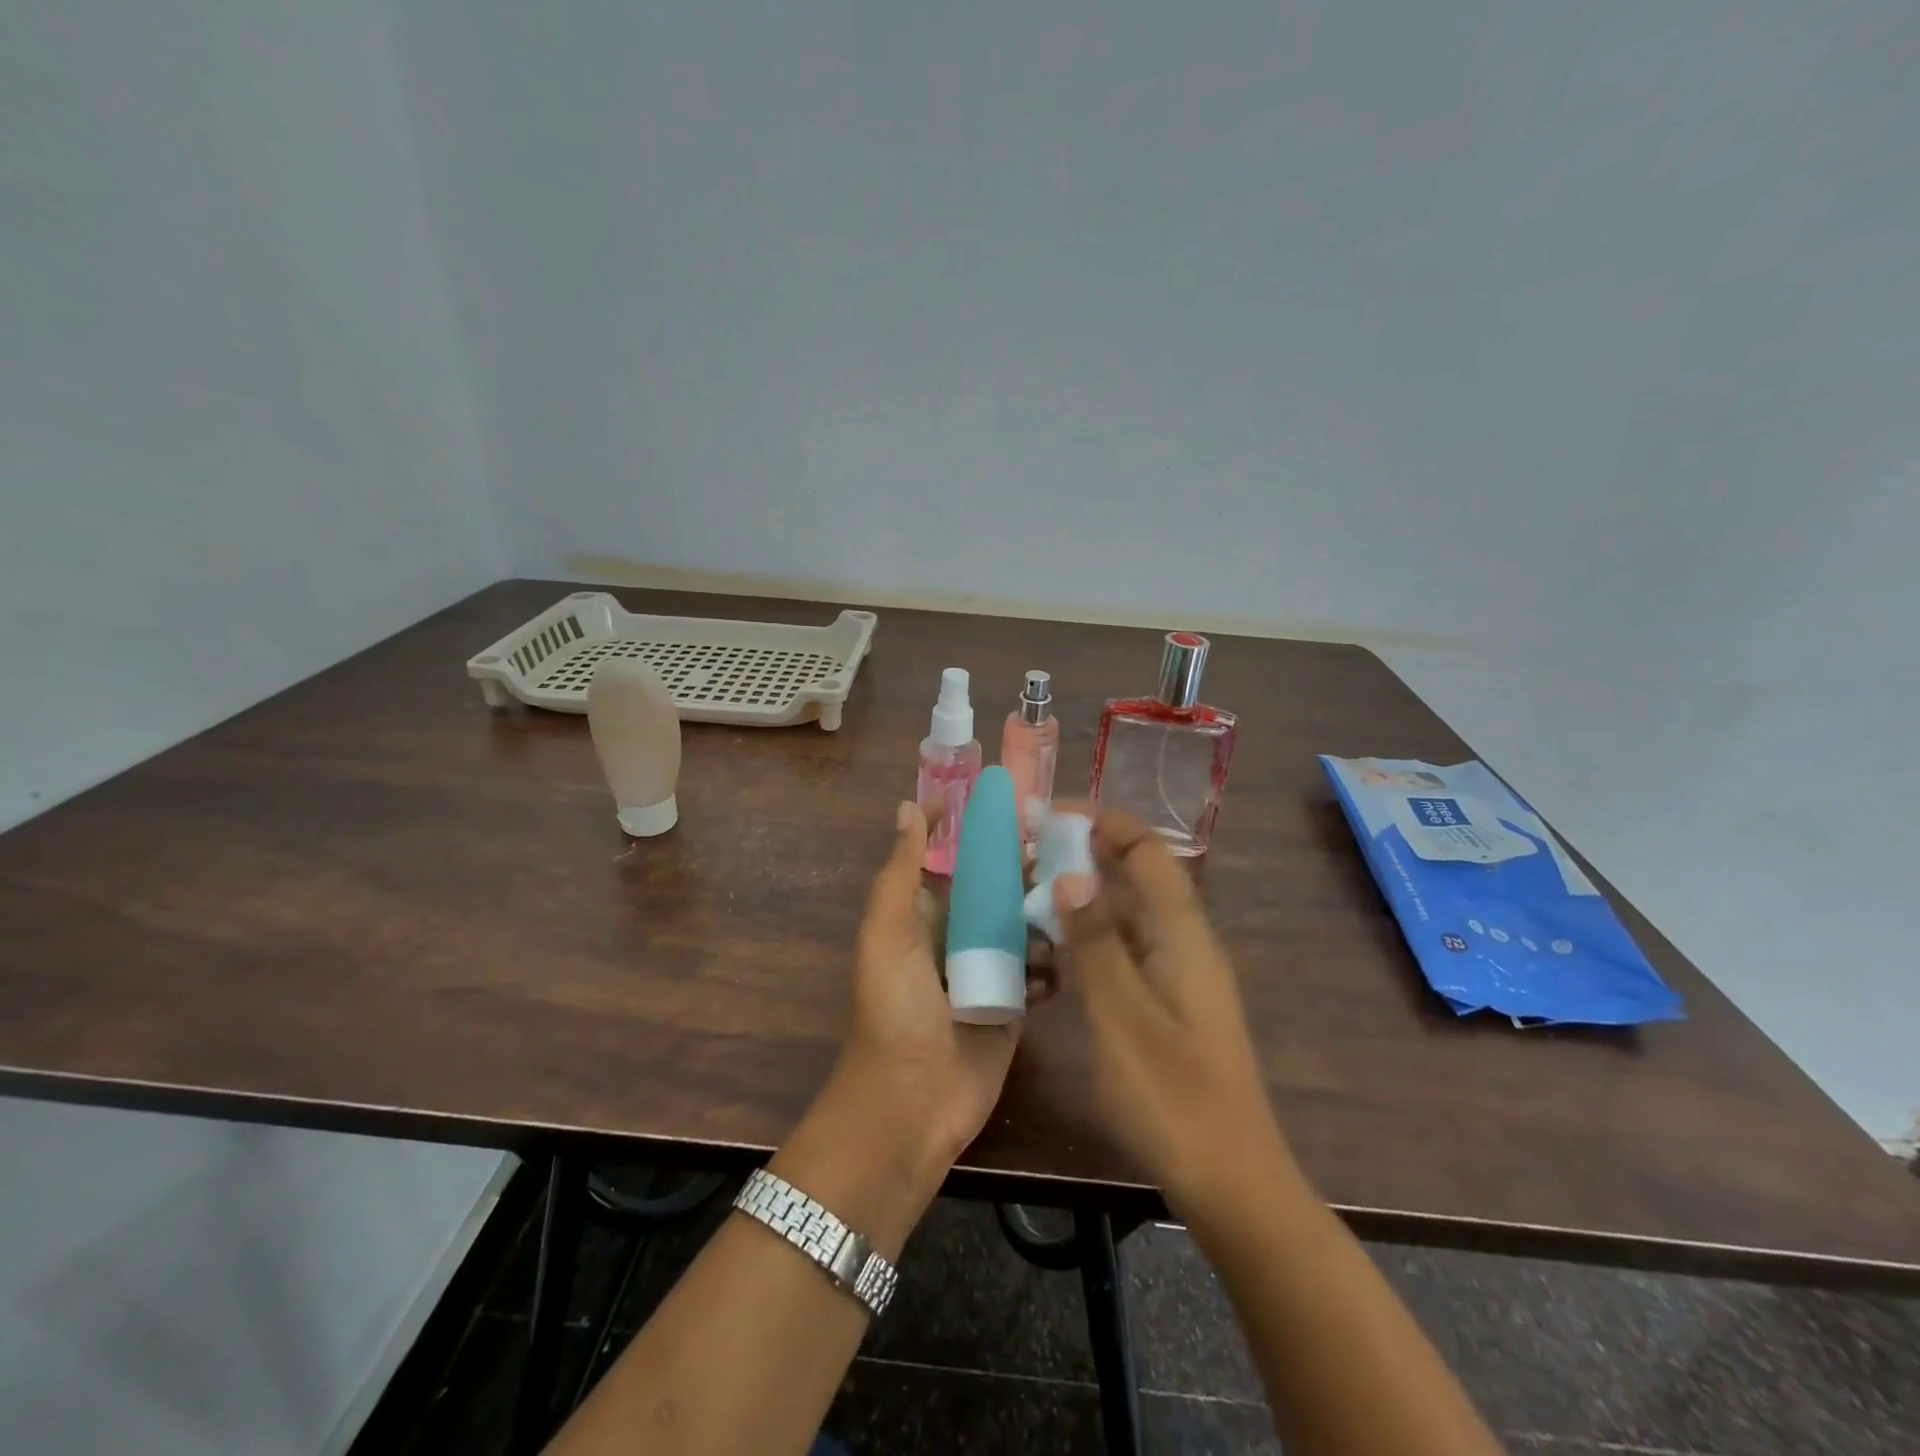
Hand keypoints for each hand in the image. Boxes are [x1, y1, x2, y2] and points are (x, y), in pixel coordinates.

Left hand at [838, 800, 1038, 1164]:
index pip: (953, 857)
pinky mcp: (1016, 1001)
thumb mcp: (887, 935)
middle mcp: (958, 933)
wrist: (912, 1105)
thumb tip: (909, 806)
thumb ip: (900, 873)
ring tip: (1078, 892)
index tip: (1015, 799)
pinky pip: (1041, 967)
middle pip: (996, 887)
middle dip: (1025, 867)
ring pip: (1025, 923)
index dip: (976, 829)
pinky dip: (1054, 958)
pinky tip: (1069, 950)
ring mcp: (990, 967)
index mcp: (923, 913)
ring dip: (1047, 910)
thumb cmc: (894, 1010)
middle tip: (1068, 845)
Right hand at [1053, 806, 1287, 1211]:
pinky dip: (1087, 940)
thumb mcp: (1122, 1017)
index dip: (1102, 821)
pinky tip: (1048, 955)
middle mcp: (1182, 941)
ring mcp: (1175, 974)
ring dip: (1079, 899)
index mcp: (1182, 933)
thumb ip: (1095, 942)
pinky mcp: (1165, 1003)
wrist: (1230, 1182)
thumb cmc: (1174, 1097)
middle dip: (1081, 856)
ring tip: (1022, 898)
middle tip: (1021, 857)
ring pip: (1124, 915)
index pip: (1146, 849)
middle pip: (1133, 876)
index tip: (1046, 815)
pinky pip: (1122, 950)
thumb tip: (1070, 874)